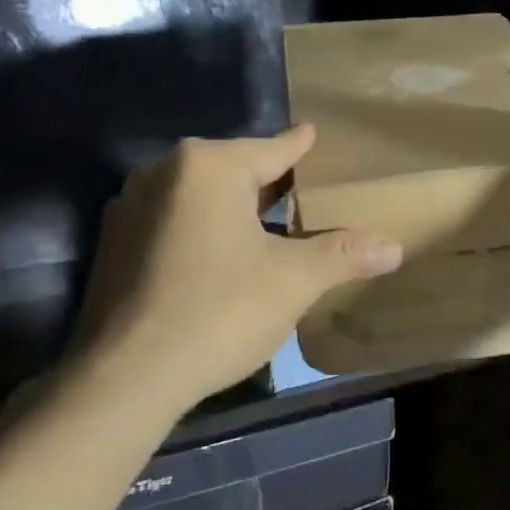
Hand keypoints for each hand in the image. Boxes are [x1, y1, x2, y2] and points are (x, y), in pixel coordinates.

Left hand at [68, 127, 401, 405]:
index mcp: (208, 167)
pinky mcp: (114, 244)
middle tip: (299, 187)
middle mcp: (162, 172)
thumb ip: (343, 256)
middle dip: (266, 179)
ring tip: (262, 220)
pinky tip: (217, 254)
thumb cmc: (219, 311)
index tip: (312, 133)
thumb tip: (394, 247)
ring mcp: (130, 207)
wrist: (127, 376)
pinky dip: (200, 228)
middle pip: (232, 169)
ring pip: (198, 195)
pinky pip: (172, 221)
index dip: (299, 146)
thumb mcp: (293, 281)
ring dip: (231, 206)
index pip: (271, 150)